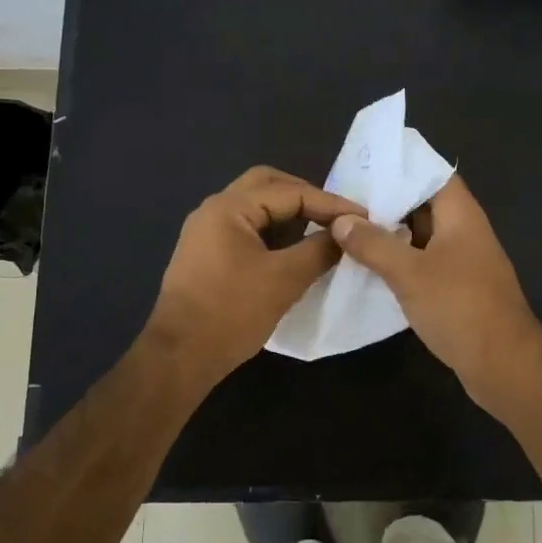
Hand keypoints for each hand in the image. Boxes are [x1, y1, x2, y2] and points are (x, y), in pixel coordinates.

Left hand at [144, 166, 365, 388]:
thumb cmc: (231, 313)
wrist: (178, 357)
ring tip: (322, 229)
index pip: (290, 192)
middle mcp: (213, 209)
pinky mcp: (205, 254)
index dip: (330, 204)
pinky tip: (293, 249)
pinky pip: (246, 228)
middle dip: (306, 196)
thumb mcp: (284, 280)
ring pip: (255, 206)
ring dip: (289, 213)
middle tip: (338, 216)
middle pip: (267, 185)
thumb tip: (346, 234)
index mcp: (229, 207)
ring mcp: (206, 231)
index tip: (363, 218)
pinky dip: (273, 230)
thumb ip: (319, 250)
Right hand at [330, 175, 541, 423]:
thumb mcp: (410, 273)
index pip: (432, 174)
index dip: (401, 166)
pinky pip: (421, 262)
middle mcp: (463, 231)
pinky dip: (397, 260)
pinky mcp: (454, 288)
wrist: (504, 365)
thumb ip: (374, 244)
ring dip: (388, 232)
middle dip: (386, 200)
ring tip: (346, 227)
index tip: (363, 164)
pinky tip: (366, 264)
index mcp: (461, 215)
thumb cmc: (460, 307)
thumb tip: (340, 220)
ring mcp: (460, 261)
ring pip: (419, 235)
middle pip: (422, 204)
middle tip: (343, 198)